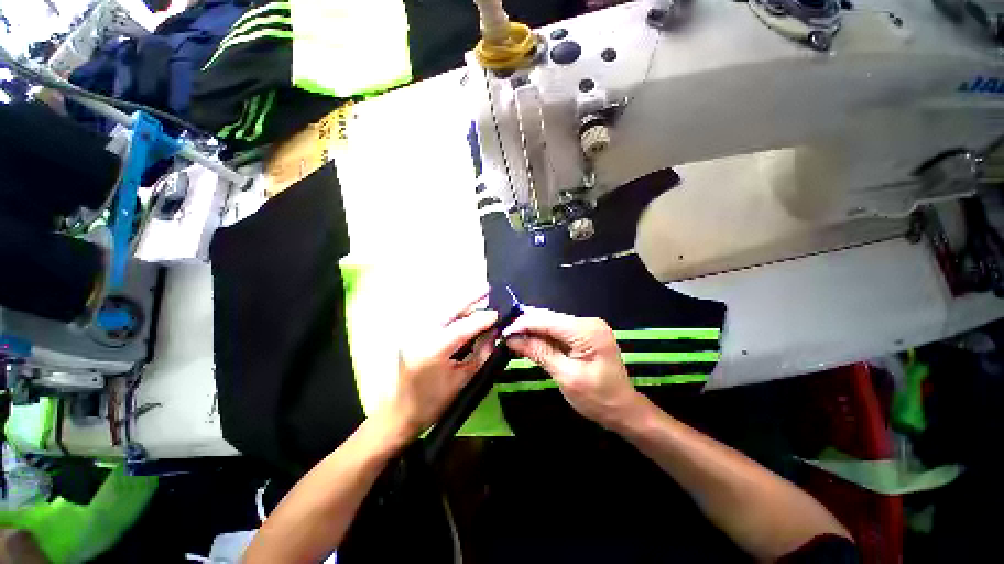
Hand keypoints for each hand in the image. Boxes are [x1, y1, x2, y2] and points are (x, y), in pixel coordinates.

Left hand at [377, 293, 498, 443]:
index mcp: (432, 350)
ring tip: (479, 294)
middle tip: (487, 288)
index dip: (482, 319)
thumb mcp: (463, 380)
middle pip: (448, 309)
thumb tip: (494, 332)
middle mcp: (420, 335)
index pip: (462, 327)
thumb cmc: (435, 402)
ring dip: (461, 302)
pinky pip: (435, 315)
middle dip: (469, 297)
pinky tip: (463, 307)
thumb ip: (481, 352)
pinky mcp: (412, 333)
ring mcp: (412, 332)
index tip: (498, 314)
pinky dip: (451, 309)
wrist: (400, 412)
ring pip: (441, 309)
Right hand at [504, 307, 642, 430]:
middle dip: (526, 326)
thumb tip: (513, 339)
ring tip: (514, 339)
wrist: (623, 409)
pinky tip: (531, 341)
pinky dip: (543, 336)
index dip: (523, 325)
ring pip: (551, 322)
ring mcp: (587, 326)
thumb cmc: (597, 398)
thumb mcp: (566, 377)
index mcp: (587, 331)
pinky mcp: (585, 332)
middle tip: (505, 337)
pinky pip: (558, 329)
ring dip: (533, 331)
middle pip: (549, 318)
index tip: (503, 334)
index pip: (547, 320)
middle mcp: (588, 322)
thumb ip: (540, 353)